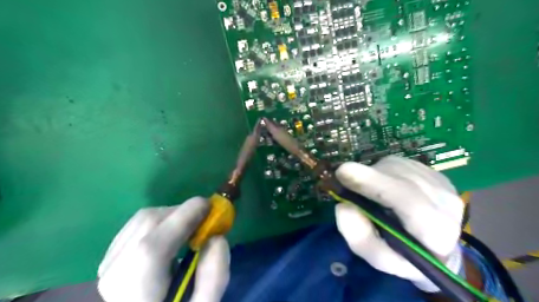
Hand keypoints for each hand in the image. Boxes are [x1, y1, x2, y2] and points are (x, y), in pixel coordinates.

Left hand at [98, 195, 230, 301]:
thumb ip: (214, 278)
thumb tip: (217, 238)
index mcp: (136, 294)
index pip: (154, 245)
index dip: (186, 216)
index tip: (211, 207)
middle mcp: (113, 277)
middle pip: (147, 224)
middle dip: (182, 213)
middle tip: (204, 220)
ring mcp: (105, 268)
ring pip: (139, 222)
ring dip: (170, 216)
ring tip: (189, 228)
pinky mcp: (107, 263)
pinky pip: (134, 228)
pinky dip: (158, 223)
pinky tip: (170, 237)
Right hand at [334, 157, 463, 290]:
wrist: (433, 248)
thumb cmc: (403, 256)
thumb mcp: (378, 257)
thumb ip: (360, 238)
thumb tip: (343, 207)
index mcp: (438, 235)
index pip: (409, 204)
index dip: (375, 184)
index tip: (344, 173)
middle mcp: (447, 204)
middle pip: (402, 180)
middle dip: (370, 177)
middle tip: (343, 174)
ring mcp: (443, 184)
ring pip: (399, 169)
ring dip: (375, 176)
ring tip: (367, 190)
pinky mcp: (434, 172)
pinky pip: (400, 164)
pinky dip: (383, 171)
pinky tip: (383, 185)